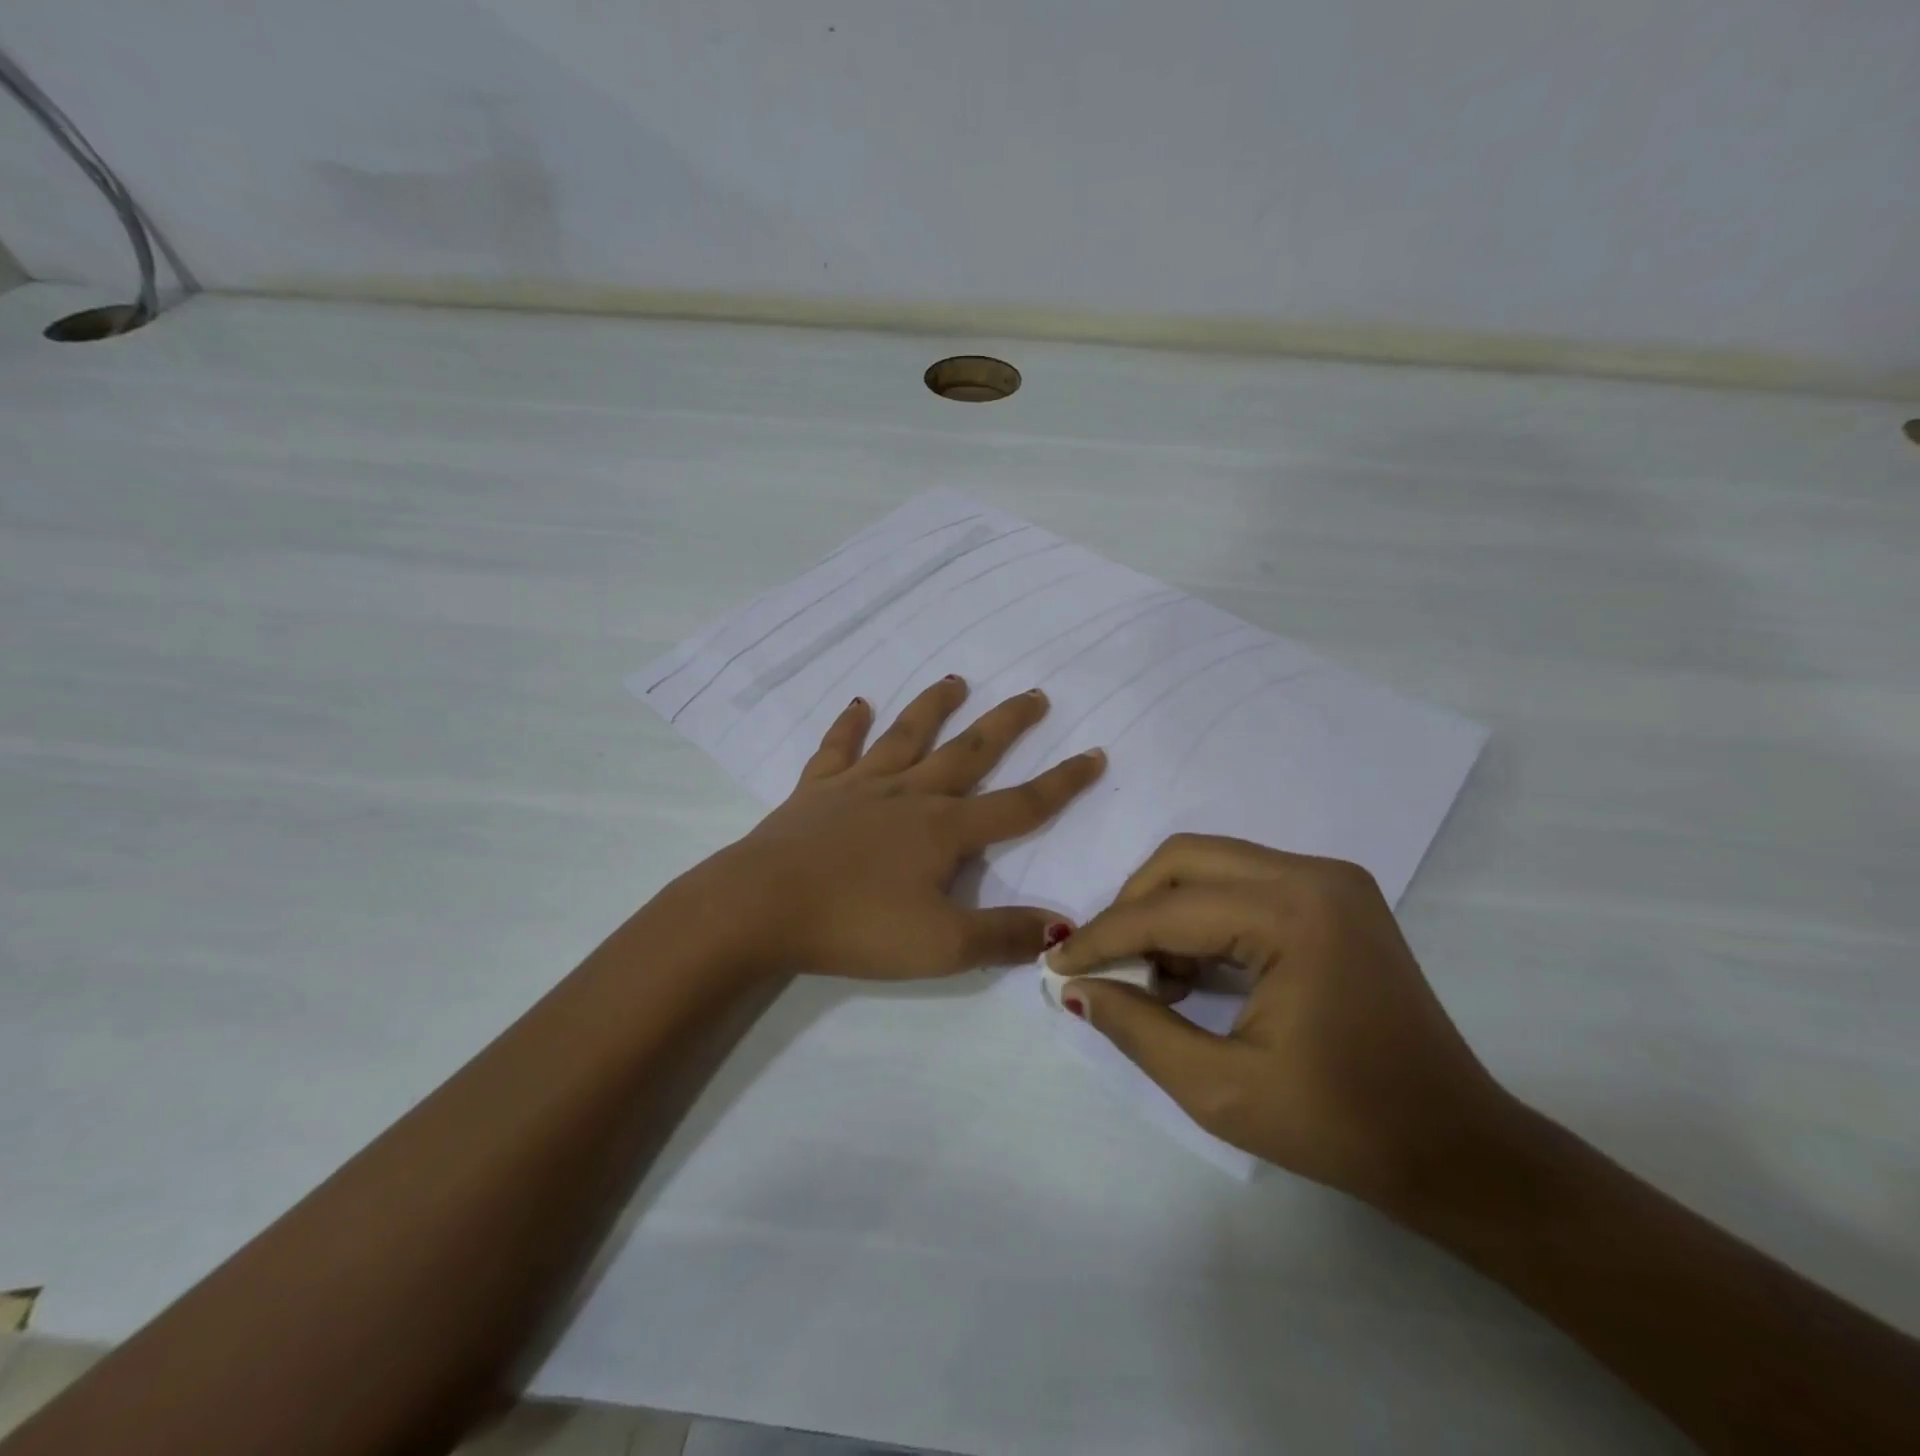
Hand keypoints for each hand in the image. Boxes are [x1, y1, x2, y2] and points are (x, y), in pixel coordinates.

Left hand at [673, 676, 1104, 980]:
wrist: (759, 907)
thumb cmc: (855, 926)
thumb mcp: (941, 946)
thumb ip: (1003, 936)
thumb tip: (1062, 927)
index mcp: (944, 829)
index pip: (1019, 804)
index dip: (1062, 783)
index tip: (1094, 753)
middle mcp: (908, 795)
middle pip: (968, 752)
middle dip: (1006, 725)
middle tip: (1034, 695)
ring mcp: (859, 787)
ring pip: (905, 736)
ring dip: (932, 707)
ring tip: (954, 680)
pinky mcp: (815, 792)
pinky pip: (837, 749)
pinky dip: (848, 726)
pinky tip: (857, 704)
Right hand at [1047, 834, 1509, 1208]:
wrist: (1456, 1148)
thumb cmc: (1342, 1126)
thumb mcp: (1220, 1090)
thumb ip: (1136, 1028)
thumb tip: (1075, 987)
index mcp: (1294, 914)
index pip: (1168, 909)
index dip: (1103, 937)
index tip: (1058, 966)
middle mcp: (1313, 875)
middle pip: (1184, 860)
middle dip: (1132, 908)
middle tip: (1109, 967)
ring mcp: (1330, 880)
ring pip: (1211, 864)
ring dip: (1167, 911)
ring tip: (1156, 981)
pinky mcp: (1335, 895)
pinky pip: (1242, 882)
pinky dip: (1204, 916)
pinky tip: (1195, 972)